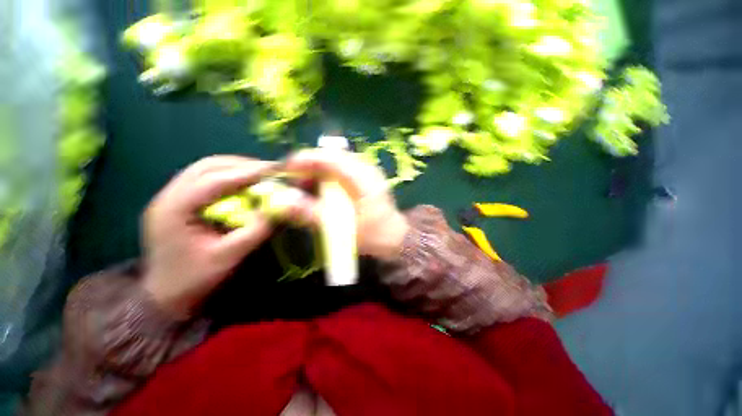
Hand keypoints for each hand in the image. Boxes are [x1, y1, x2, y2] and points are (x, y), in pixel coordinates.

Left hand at [142, 156, 274, 316]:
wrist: (164, 296)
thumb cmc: (194, 279)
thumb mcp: (228, 257)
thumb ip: (254, 231)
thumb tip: (276, 207)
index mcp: (174, 209)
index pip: (215, 180)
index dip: (247, 172)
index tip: (275, 169)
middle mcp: (168, 196)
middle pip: (208, 167)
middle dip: (242, 165)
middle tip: (270, 170)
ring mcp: (170, 197)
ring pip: (206, 169)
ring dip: (236, 168)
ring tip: (260, 174)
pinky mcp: (178, 201)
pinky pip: (206, 178)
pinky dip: (228, 176)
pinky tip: (243, 183)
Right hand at [285, 149, 409, 260]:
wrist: (396, 238)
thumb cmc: (372, 235)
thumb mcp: (340, 229)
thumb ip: (312, 214)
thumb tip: (283, 201)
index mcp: (362, 178)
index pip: (330, 158)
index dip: (305, 159)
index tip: (286, 168)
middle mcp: (366, 169)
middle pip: (332, 156)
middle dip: (310, 165)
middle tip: (295, 180)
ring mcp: (368, 172)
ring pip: (337, 162)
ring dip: (319, 171)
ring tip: (306, 185)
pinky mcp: (367, 178)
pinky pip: (343, 170)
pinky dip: (329, 176)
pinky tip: (323, 189)